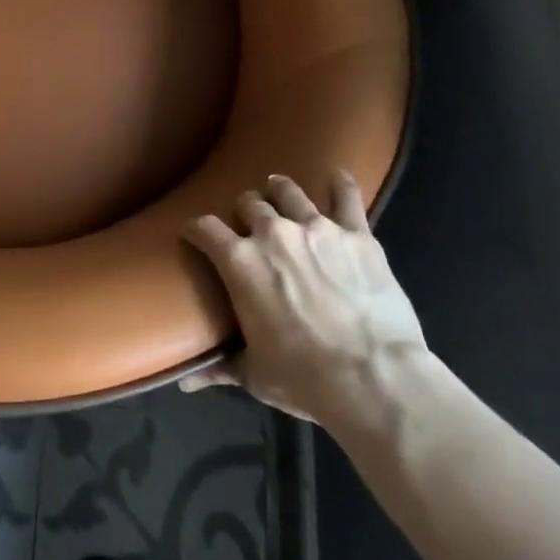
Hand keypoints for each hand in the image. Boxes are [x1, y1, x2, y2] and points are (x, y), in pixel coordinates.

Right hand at [181, 173, 427, 437]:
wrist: (375, 377)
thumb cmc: (304, 377)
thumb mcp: (255, 374)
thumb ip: (219, 369)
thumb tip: (184, 383)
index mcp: (239, 262)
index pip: (204, 228)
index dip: (196, 229)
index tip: (195, 233)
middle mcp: (272, 233)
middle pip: (248, 204)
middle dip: (243, 212)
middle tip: (248, 224)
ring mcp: (317, 229)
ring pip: (289, 193)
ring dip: (280, 190)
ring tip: (279, 189)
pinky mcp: (356, 235)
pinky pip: (347, 199)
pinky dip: (341, 186)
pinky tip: (338, 176)